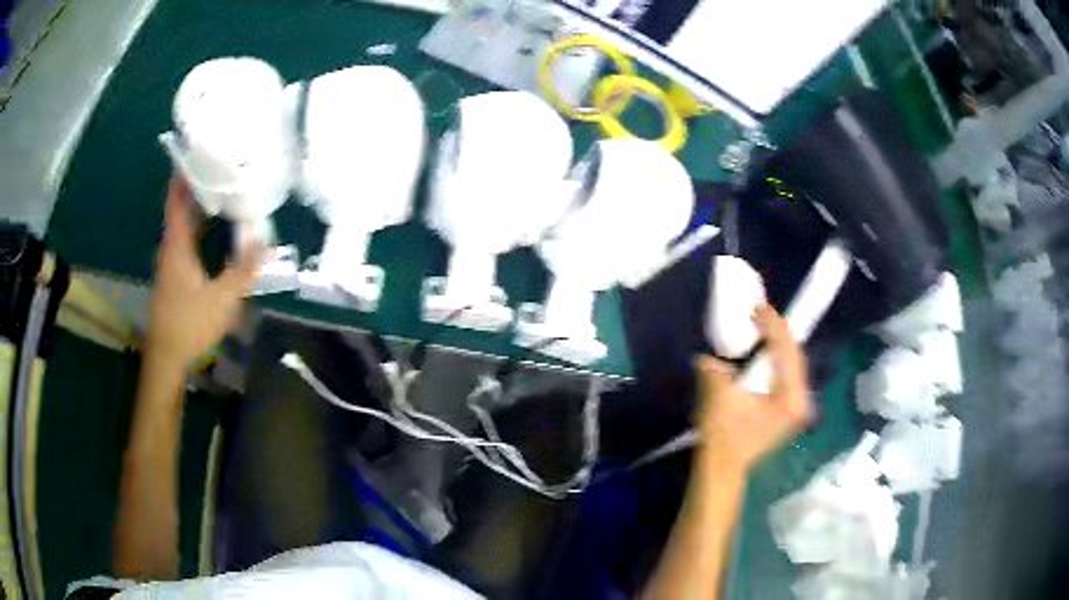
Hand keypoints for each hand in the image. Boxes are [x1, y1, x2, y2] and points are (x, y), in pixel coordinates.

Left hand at [147, 177, 261, 363]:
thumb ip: (243, 269)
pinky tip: (212, 232)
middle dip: (196, 187)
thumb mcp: (222, 299)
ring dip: (197, 209)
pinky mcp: (173, 278)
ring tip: (220, 193)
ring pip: (182, 226)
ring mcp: (169, 264)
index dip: (183, 176)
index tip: (195, 153)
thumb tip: (265, 242)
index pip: (176, 200)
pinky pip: (184, 242)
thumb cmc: (189, 324)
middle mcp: (170, 249)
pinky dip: (197, 229)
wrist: (166, 357)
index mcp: (177, 245)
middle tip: (219, 169)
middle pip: (179, 209)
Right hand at [695, 304, 811, 472]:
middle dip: (779, 334)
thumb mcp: (720, 396)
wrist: (723, 469)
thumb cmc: (724, 435)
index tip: (759, 307)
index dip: (774, 326)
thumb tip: (710, 359)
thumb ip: (717, 370)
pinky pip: (786, 377)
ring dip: (777, 347)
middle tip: (760, 314)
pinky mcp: (786, 412)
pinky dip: (775, 362)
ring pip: (792, 367)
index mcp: (792, 397)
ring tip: (762, 329)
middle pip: (795, 357)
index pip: (788, 352)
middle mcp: (801, 401)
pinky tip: (763, 354)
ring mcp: (796, 408)